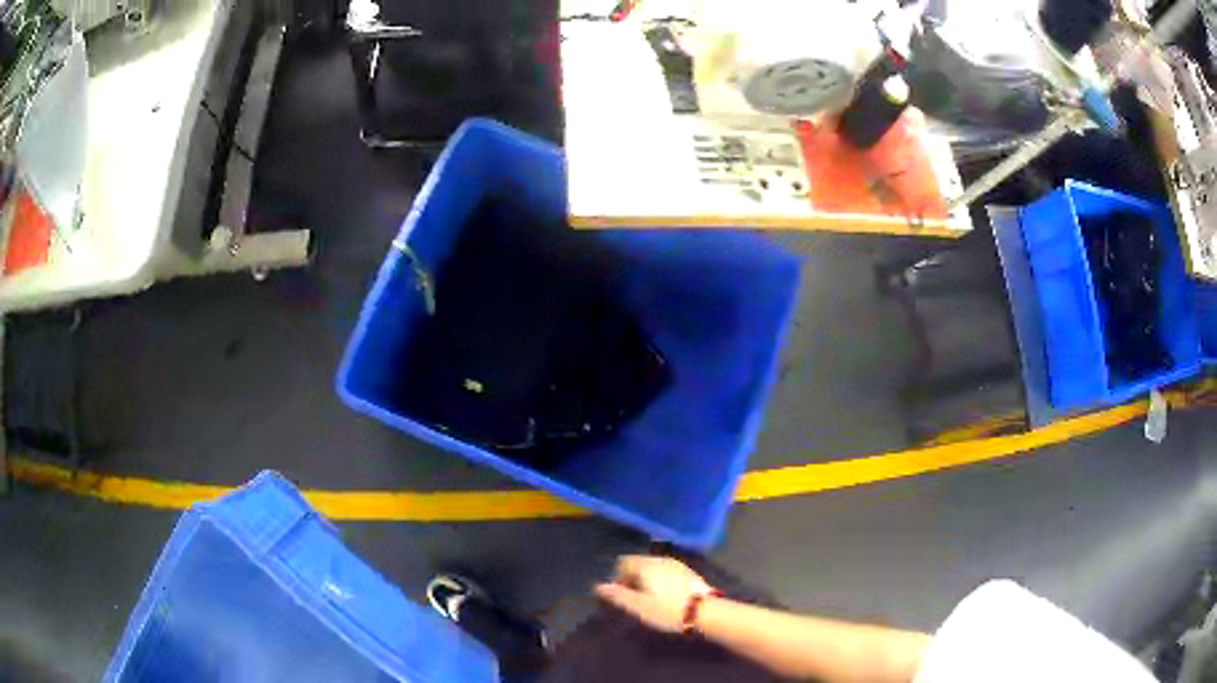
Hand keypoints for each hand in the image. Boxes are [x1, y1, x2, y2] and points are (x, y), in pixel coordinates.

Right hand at [595, 555, 715, 632]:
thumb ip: (619, 595)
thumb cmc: (668, 610)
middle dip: (632, 577)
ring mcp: (676, 564)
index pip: (624, 562)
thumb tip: (599, 586)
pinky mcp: (688, 572)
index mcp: (646, 566)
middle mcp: (660, 560)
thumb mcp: (639, 606)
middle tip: (635, 598)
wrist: (705, 611)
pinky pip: (666, 571)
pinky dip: (661, 579)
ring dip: (647, 579)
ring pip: (653, 567)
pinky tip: (666, 596)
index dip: (618, 576)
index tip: (622, 593)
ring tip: (650, 598)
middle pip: (639, 563)